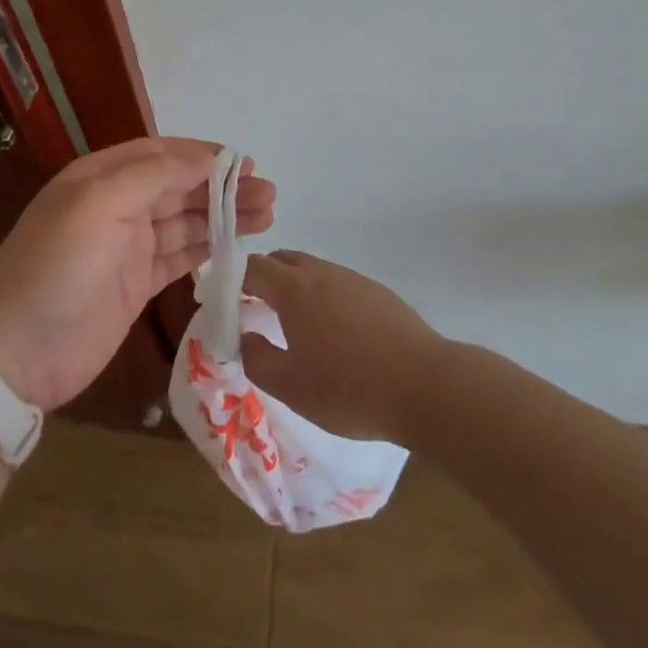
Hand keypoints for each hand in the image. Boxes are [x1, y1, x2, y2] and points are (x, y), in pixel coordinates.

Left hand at [0, 138, 274, 410]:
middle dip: (223, 186)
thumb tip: (206, 158)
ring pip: (186, 221)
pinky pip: (181, 257)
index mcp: (102, 176)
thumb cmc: (56, 266)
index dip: (203, 156)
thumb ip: (154, 175)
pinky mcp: (137, 285)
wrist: (14, 354)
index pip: (162, 154)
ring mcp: (128, 247)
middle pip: (180, 187)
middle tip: (268, 194)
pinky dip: (209, 248)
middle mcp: (117, 205)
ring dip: (224, 215)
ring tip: (267, 215)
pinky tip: (238, 244)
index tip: (246, 163)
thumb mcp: (98, 204)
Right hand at [240, 251, 442, 444]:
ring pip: (312, 270)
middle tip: (253, 309)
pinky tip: (333, 334)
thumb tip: (244, 337)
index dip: (231, 280)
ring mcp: (352, 278)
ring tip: (292, 325)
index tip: (222, 301)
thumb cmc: (349, 388)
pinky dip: (322, 297)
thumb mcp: (292, 387)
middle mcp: (321, 272)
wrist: (425, 385)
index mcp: (294, 288)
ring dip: (294, 287)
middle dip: (262, 278)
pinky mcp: (377, 292)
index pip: (252, 267)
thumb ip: (257, 359)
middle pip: (282, 260)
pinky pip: (337, 284)